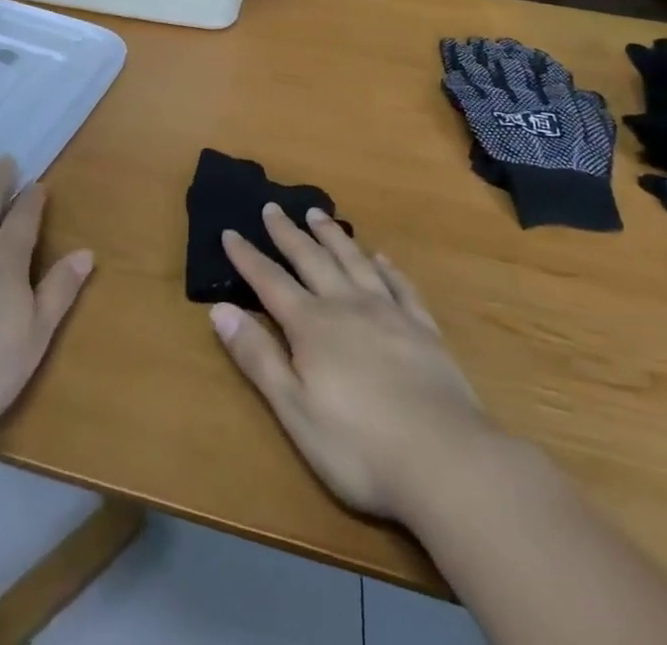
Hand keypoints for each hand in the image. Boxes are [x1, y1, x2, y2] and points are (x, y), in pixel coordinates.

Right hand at [211, 204, 496, 518]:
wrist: (447, 460)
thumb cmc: (359, 446)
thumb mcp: (294, 409)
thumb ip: (257, 357)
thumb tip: (219, 308)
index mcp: (312, 326)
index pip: (270, 281)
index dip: (247, 257)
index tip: (230, 231)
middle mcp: (347, 305)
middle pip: (311, 259)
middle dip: (288, 233)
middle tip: (272, 207)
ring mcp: (388, 313)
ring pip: (354, 261)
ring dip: (333, 236)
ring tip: (317, 214)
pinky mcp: (423, 329)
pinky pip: (400, 285)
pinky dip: (387, 268)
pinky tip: (381, 258)